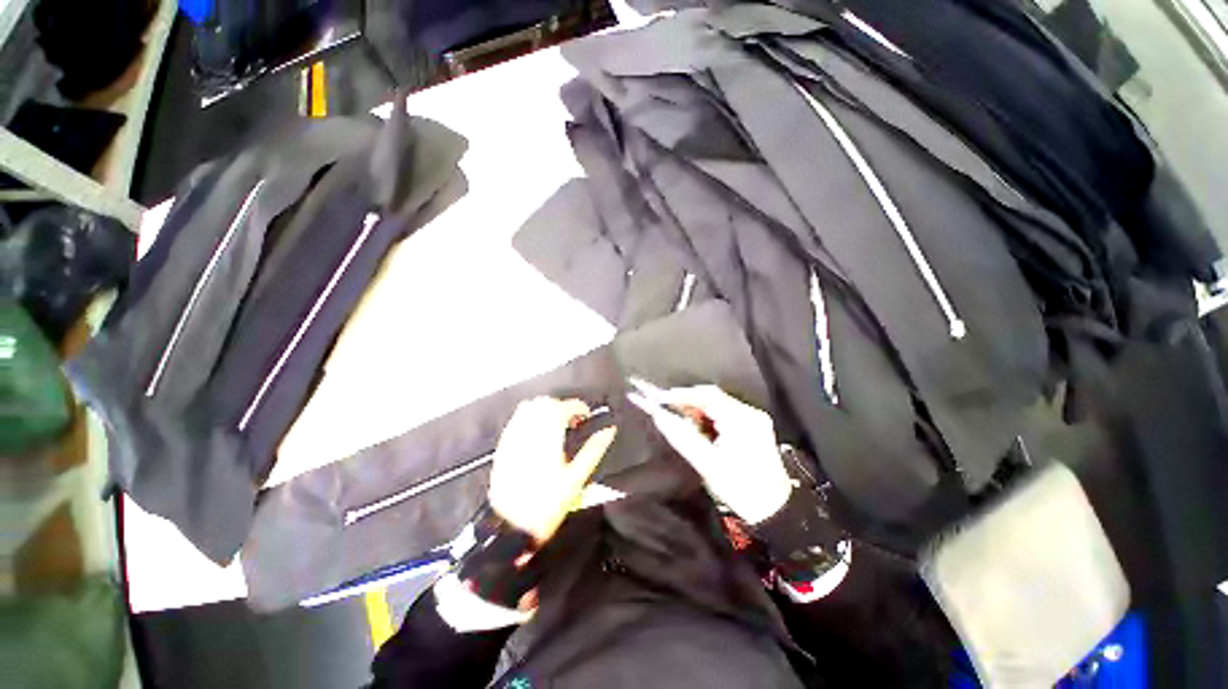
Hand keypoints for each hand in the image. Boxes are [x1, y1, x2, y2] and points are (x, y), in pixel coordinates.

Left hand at [488, 397, 617, 542]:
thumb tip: (609, 431)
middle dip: (562, 406)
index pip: (564, 407)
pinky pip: (517, 419)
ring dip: (545, 410)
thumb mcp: (577, 478)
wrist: (510, 527)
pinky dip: (530, 418)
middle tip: (573, 422)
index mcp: (549, 437)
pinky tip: (538, 435)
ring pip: (529, 407)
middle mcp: (528, 431)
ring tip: (556, 427)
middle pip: (545, 402)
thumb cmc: (548, 504)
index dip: (579, 407)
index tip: (586, 417)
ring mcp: (513, 437)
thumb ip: (594, 449)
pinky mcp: (503, 445)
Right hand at [628, 384, 790, 523]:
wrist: (775, 510)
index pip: (707, 395)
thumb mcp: (707, 464)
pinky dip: (710, 416)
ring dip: (699, 409)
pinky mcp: (754, 424)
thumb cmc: (739, 488)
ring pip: (718, 402)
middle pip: (713, 396)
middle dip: (689, 402)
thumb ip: (682, 437)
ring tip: (684, 423)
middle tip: (670, 412)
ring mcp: (754, 417)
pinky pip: (726, 411)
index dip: (682, 394)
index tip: (661, 399)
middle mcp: (749, 412)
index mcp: (740, 420)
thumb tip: (659, 416)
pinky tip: (702, 429)